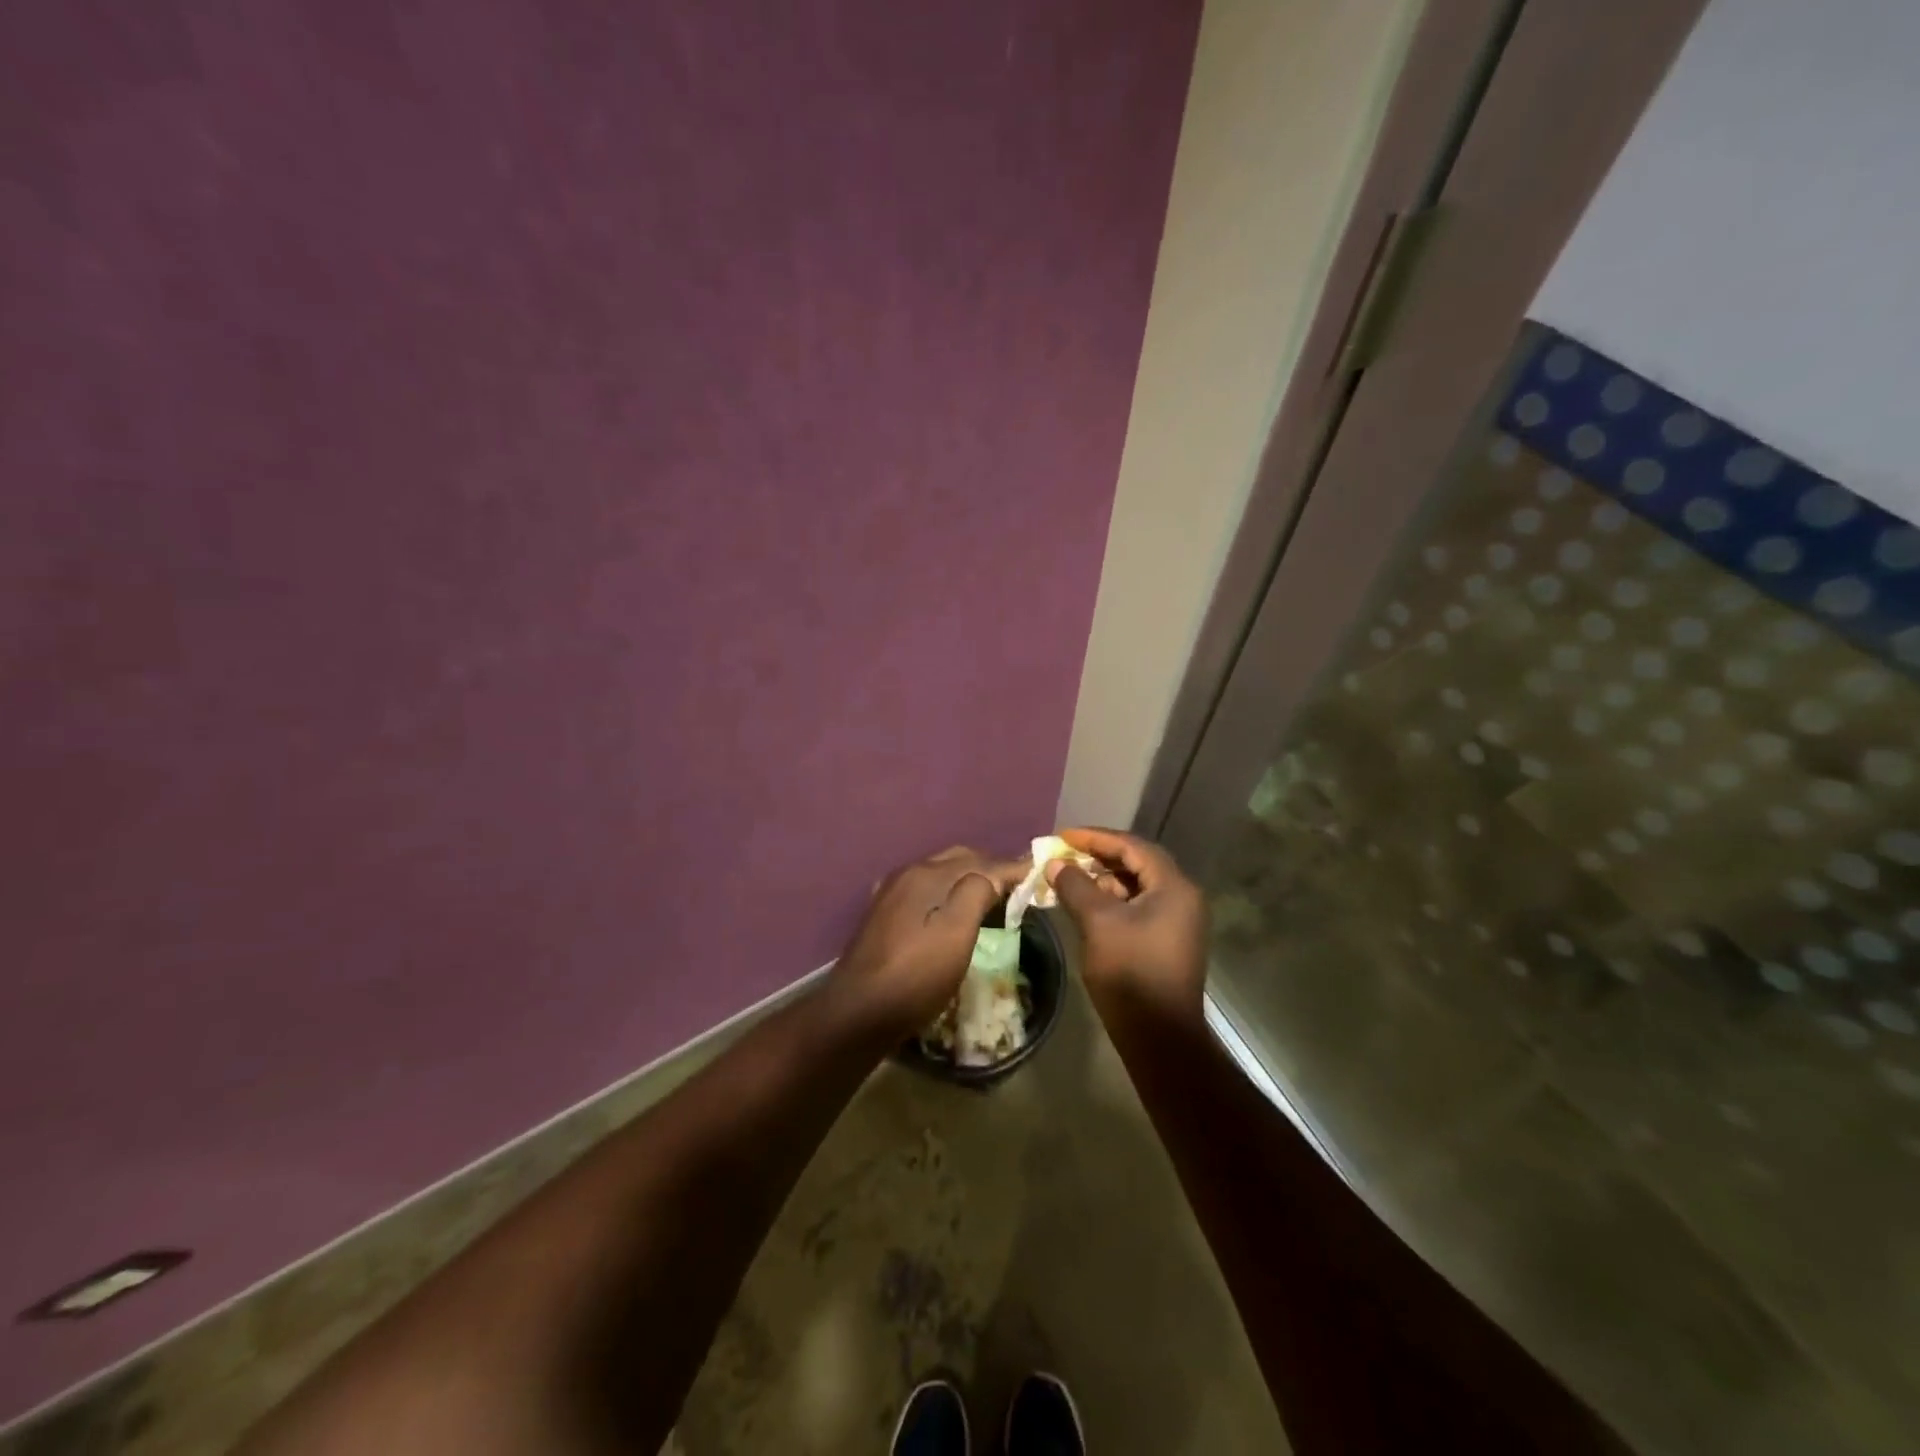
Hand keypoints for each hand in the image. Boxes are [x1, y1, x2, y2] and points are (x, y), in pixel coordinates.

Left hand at [826, 846, 1022, 1040]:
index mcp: (927, 874)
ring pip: (939, 873)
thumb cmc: (916, 975)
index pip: (979, 861)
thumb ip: (976, 893)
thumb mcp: (956, 934)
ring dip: (966, 879)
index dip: (1010, 868)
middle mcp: (907, 874)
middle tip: (1015, 888)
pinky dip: (946, 892)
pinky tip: (950, 910)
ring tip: (990, 898)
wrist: (858, 1012)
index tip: (1036, 875)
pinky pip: (924, 890)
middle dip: (988, 868)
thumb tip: (990, 875)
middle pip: (957, 860)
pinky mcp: (882, 914)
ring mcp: (891, 893)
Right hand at [1046, 828, 1208, 1022]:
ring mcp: (1179, 920)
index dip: (1095, 838)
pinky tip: (1087, 906)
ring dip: (1104, 880)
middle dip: (1099, 857)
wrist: (1160, 1037)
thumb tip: (1055, 864)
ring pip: (1137, 886)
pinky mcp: (1169, 939)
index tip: (1062, 837)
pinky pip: (1139, 906)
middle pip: (1138, 863)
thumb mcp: (1098, 923)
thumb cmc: (1131, 973)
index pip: (1132, 846)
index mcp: (1174, 887)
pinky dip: (1113, 901)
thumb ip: (1075, 886)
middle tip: (1064, 856)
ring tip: (1070, 880)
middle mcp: (1183, 897)